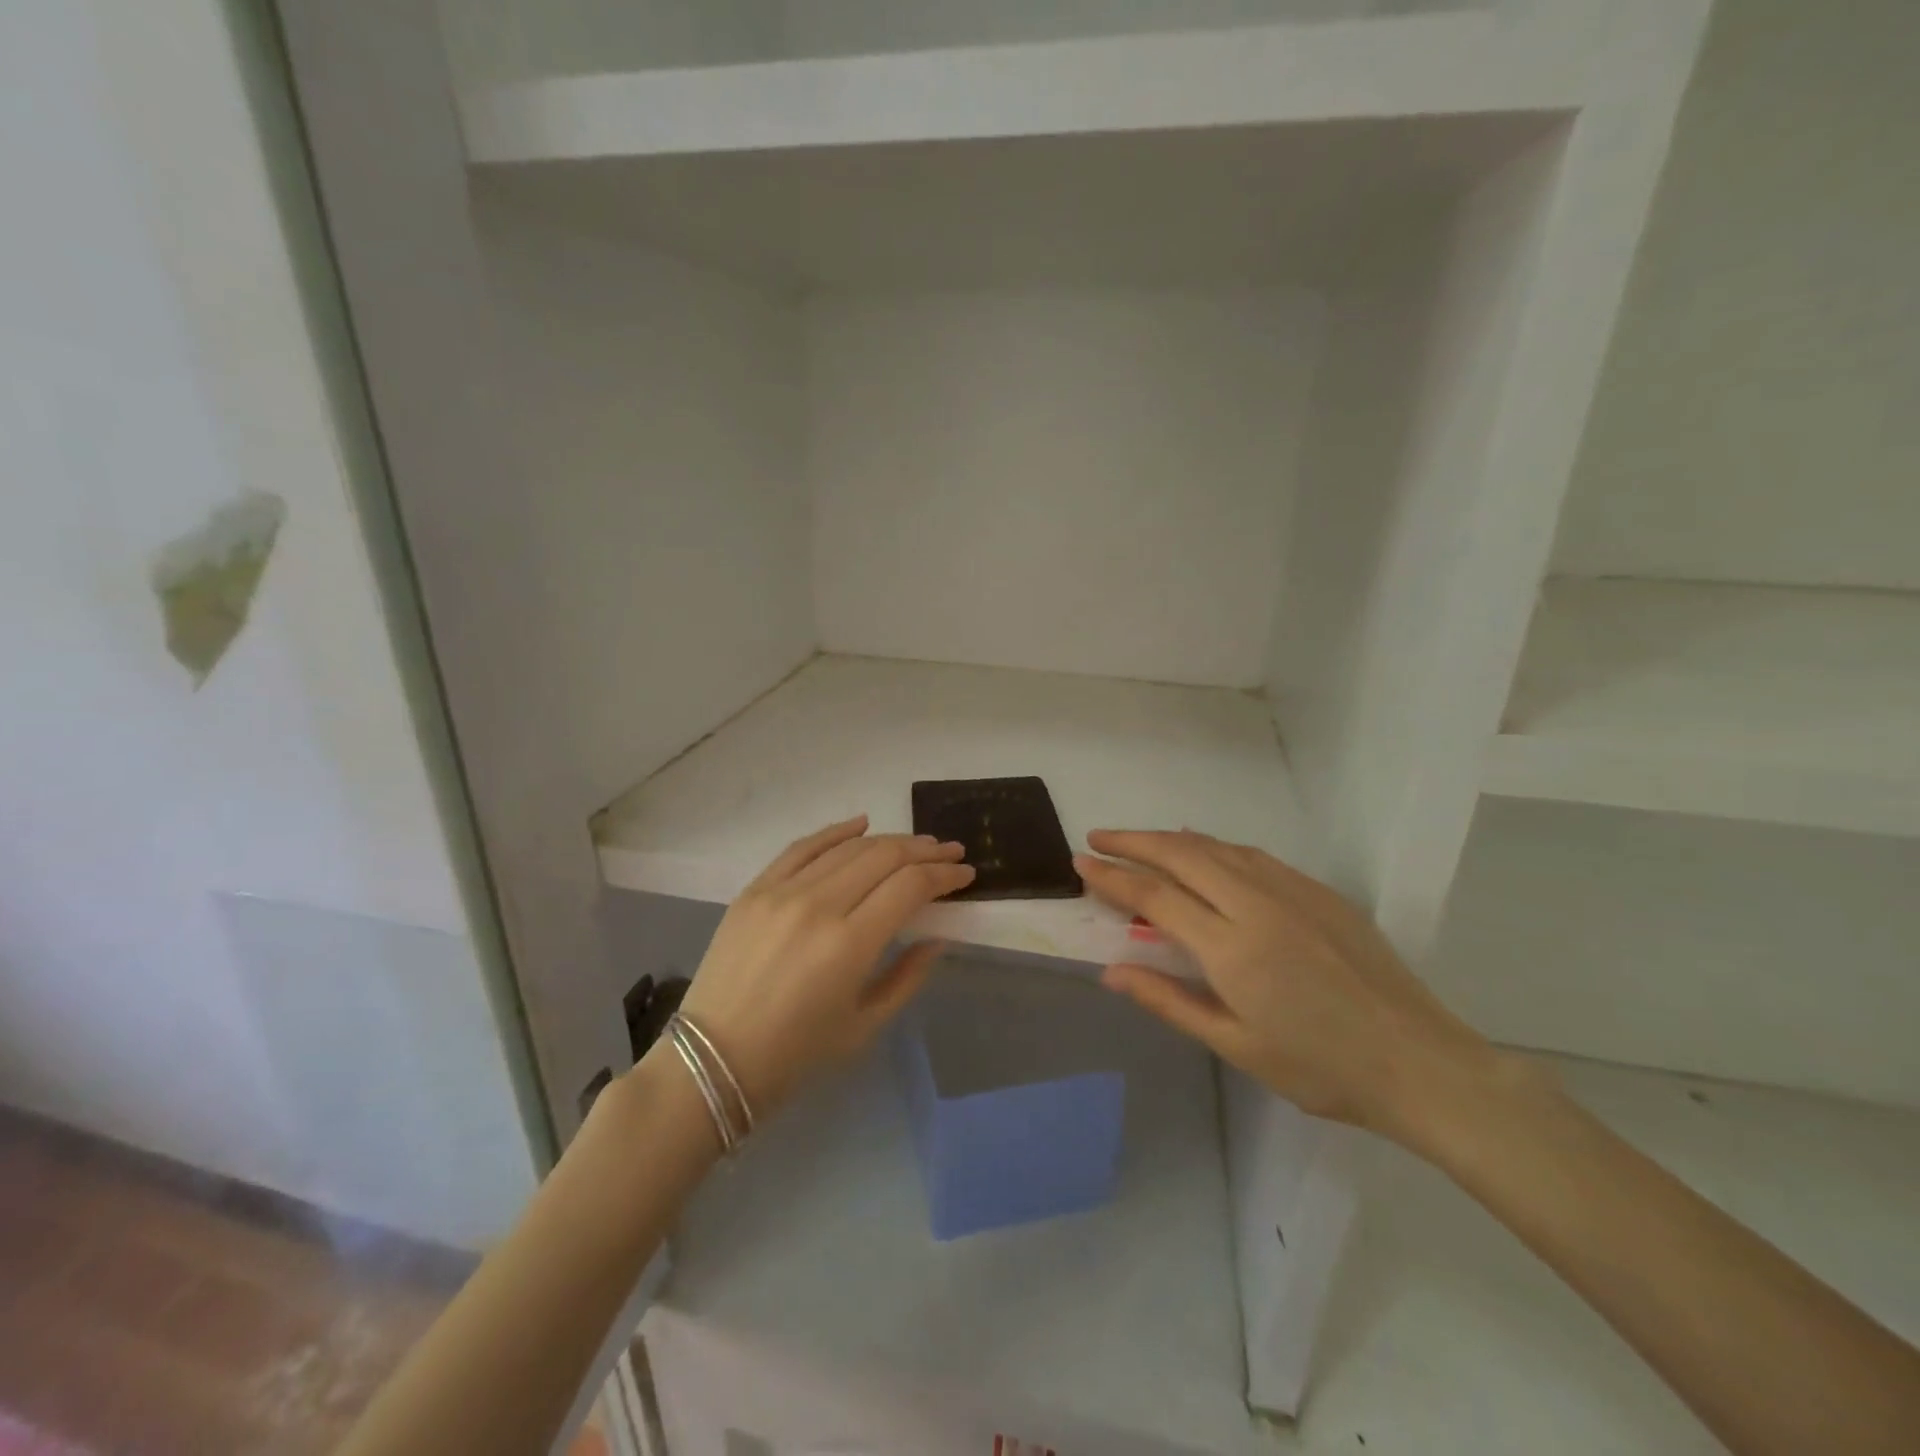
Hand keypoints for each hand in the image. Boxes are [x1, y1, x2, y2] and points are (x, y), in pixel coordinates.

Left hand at [677, 816, 974, 1114]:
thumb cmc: (795, 1055)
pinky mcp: (755, 889)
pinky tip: (862, 823)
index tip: (965, 873)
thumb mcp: (864, 1025)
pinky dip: (836, 831)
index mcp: (849, 944)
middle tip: (951, 851)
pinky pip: (803, 846)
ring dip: (890, 840)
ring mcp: (782, 891)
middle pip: (884, 858)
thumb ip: (908, 976)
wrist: (711, 1060)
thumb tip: (937, 937)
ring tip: (917, 843)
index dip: (944, 875)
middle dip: (925, 851)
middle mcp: (818, 905)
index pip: (909, 887)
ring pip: (849, 847)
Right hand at [1075, 830, 1510, 1142]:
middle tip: (1098, 837)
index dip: (1113, 876)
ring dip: (1171, 838)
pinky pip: (1252, 856)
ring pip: (1217, 848)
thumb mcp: (1235, 1044)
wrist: (1419, 1062)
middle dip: (1133, 841)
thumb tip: (1110, 971)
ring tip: (1141, 840)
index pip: (1155, 896)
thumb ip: (1168, 1000)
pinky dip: (1215, 847)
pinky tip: (1205, 851)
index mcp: (1231, 947)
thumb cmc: (1320, 1067)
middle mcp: (1257, 905)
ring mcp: (1292, 891)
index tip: (1081, 862)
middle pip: (1181, 854)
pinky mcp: (1318, 891)